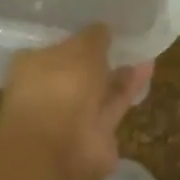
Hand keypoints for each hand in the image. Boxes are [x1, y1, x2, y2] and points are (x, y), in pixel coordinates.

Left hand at [0, 26, 152, 179]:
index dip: (74, 41)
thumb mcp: (82, 46)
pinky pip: (113, 105)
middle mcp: (47, 93)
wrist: (58, 149)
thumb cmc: (60, 86)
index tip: (96, 32)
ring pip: (98, 91)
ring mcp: (70, 118)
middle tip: (122, 42)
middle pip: (76, 73)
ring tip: (142, 52)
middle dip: (98, 61)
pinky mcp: (94, 136)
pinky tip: (148, 68)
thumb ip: (95, 36)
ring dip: (118, 74)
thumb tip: (103, 30)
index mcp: (32, 68)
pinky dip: (129, 89)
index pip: (52, 50)